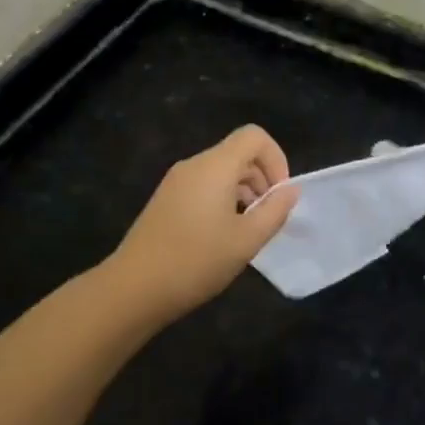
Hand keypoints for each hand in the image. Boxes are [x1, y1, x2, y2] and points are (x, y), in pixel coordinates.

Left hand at [107, 125, 298, 325]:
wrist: (134, 288)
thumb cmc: (196, 261)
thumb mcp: (246, 240)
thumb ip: (274, 211)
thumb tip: (290, 190)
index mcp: (215, 166)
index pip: (254, 136)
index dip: (276, 159)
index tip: (279, 194)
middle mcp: (194, 165)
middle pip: (238, 153)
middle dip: (262, 178)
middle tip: (268, 217)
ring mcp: (176, 182)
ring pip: (221, 171)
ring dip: (244, 191)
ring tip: (248, 230)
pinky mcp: (166, 200)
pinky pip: (204, 186)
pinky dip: (223, 200)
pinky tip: (223, 236)